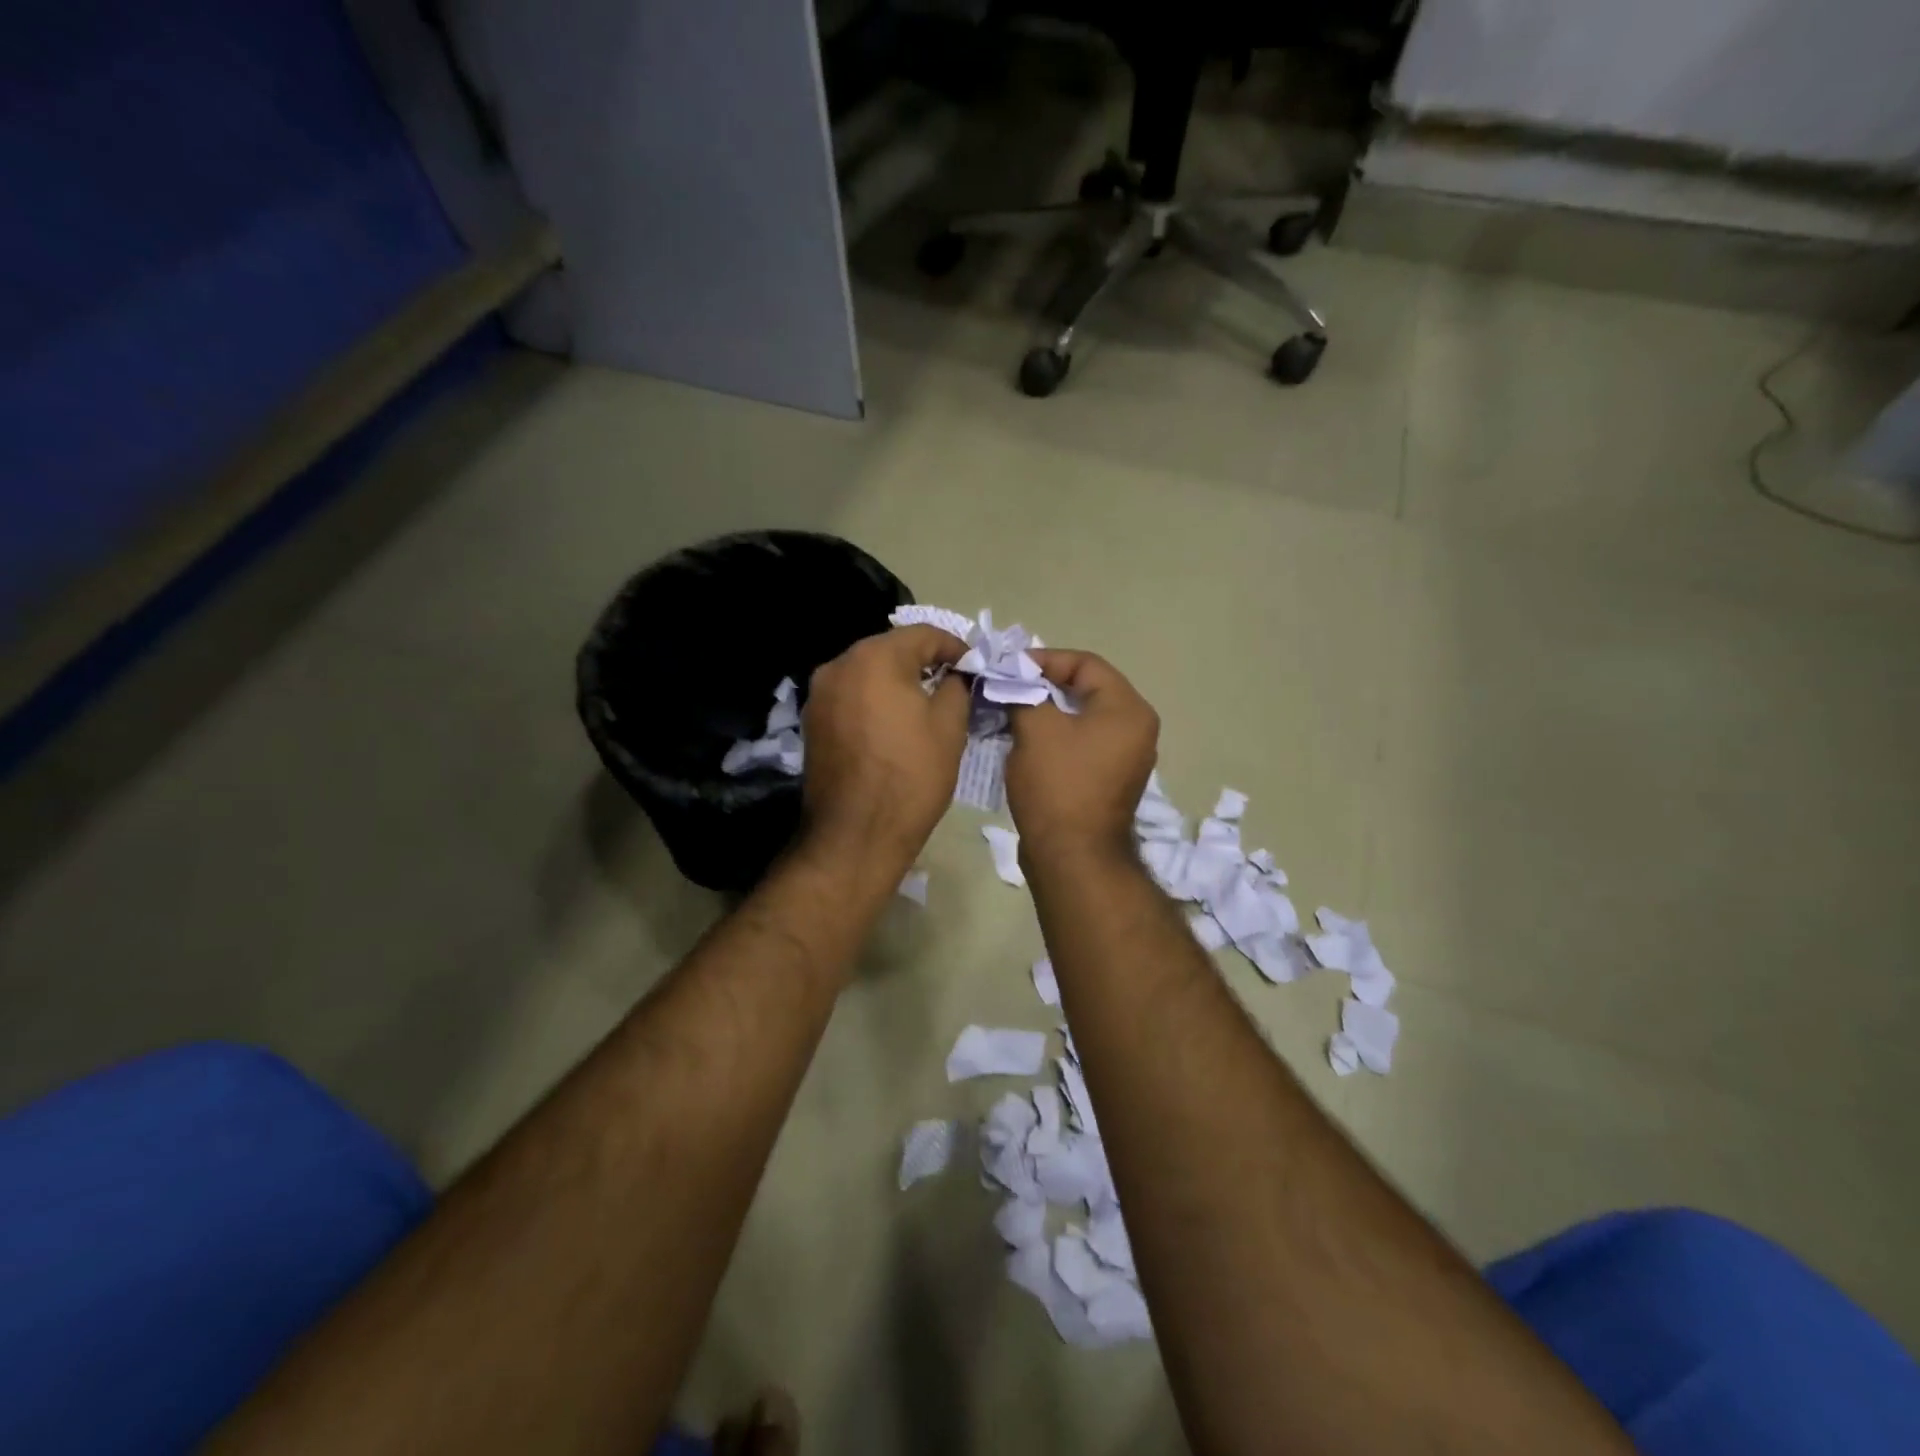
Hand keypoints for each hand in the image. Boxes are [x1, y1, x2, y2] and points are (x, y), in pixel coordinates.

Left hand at [798, 625, 969, 876]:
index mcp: (874, 658)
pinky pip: (851, 697)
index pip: (922, 634)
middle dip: (923, 662)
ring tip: (924, 705)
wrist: (855, 835)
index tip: (974, 667)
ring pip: (867, 673)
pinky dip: (874, 701)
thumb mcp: (949, 727)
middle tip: (953, 683)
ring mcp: (819, 694)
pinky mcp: (812, 722)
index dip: (954, 647)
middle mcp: (838, 665)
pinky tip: (892, 724)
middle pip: (890, 649)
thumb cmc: (911, 776)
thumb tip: (955, 675)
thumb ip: (956, 687)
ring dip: (897, 681)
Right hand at [1006, 650, 1158, 862]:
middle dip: (1044, 685)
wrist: (1072, 857)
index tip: (1010, 668)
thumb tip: (1012, 681)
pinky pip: (1082, 744)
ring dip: (1047, 712)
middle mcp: (1136, 729)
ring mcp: (1126, 758)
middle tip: (1008, 687)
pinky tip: (1025, 741)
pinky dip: (1055, 736)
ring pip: (1082, 718)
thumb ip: (1024, 693)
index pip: (1086, 664)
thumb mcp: (1036, 729)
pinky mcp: (1109, 780)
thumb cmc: (1058, 785)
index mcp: (1128, 710)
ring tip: (1011, 711)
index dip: (1045, 659)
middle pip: (1087, 690)